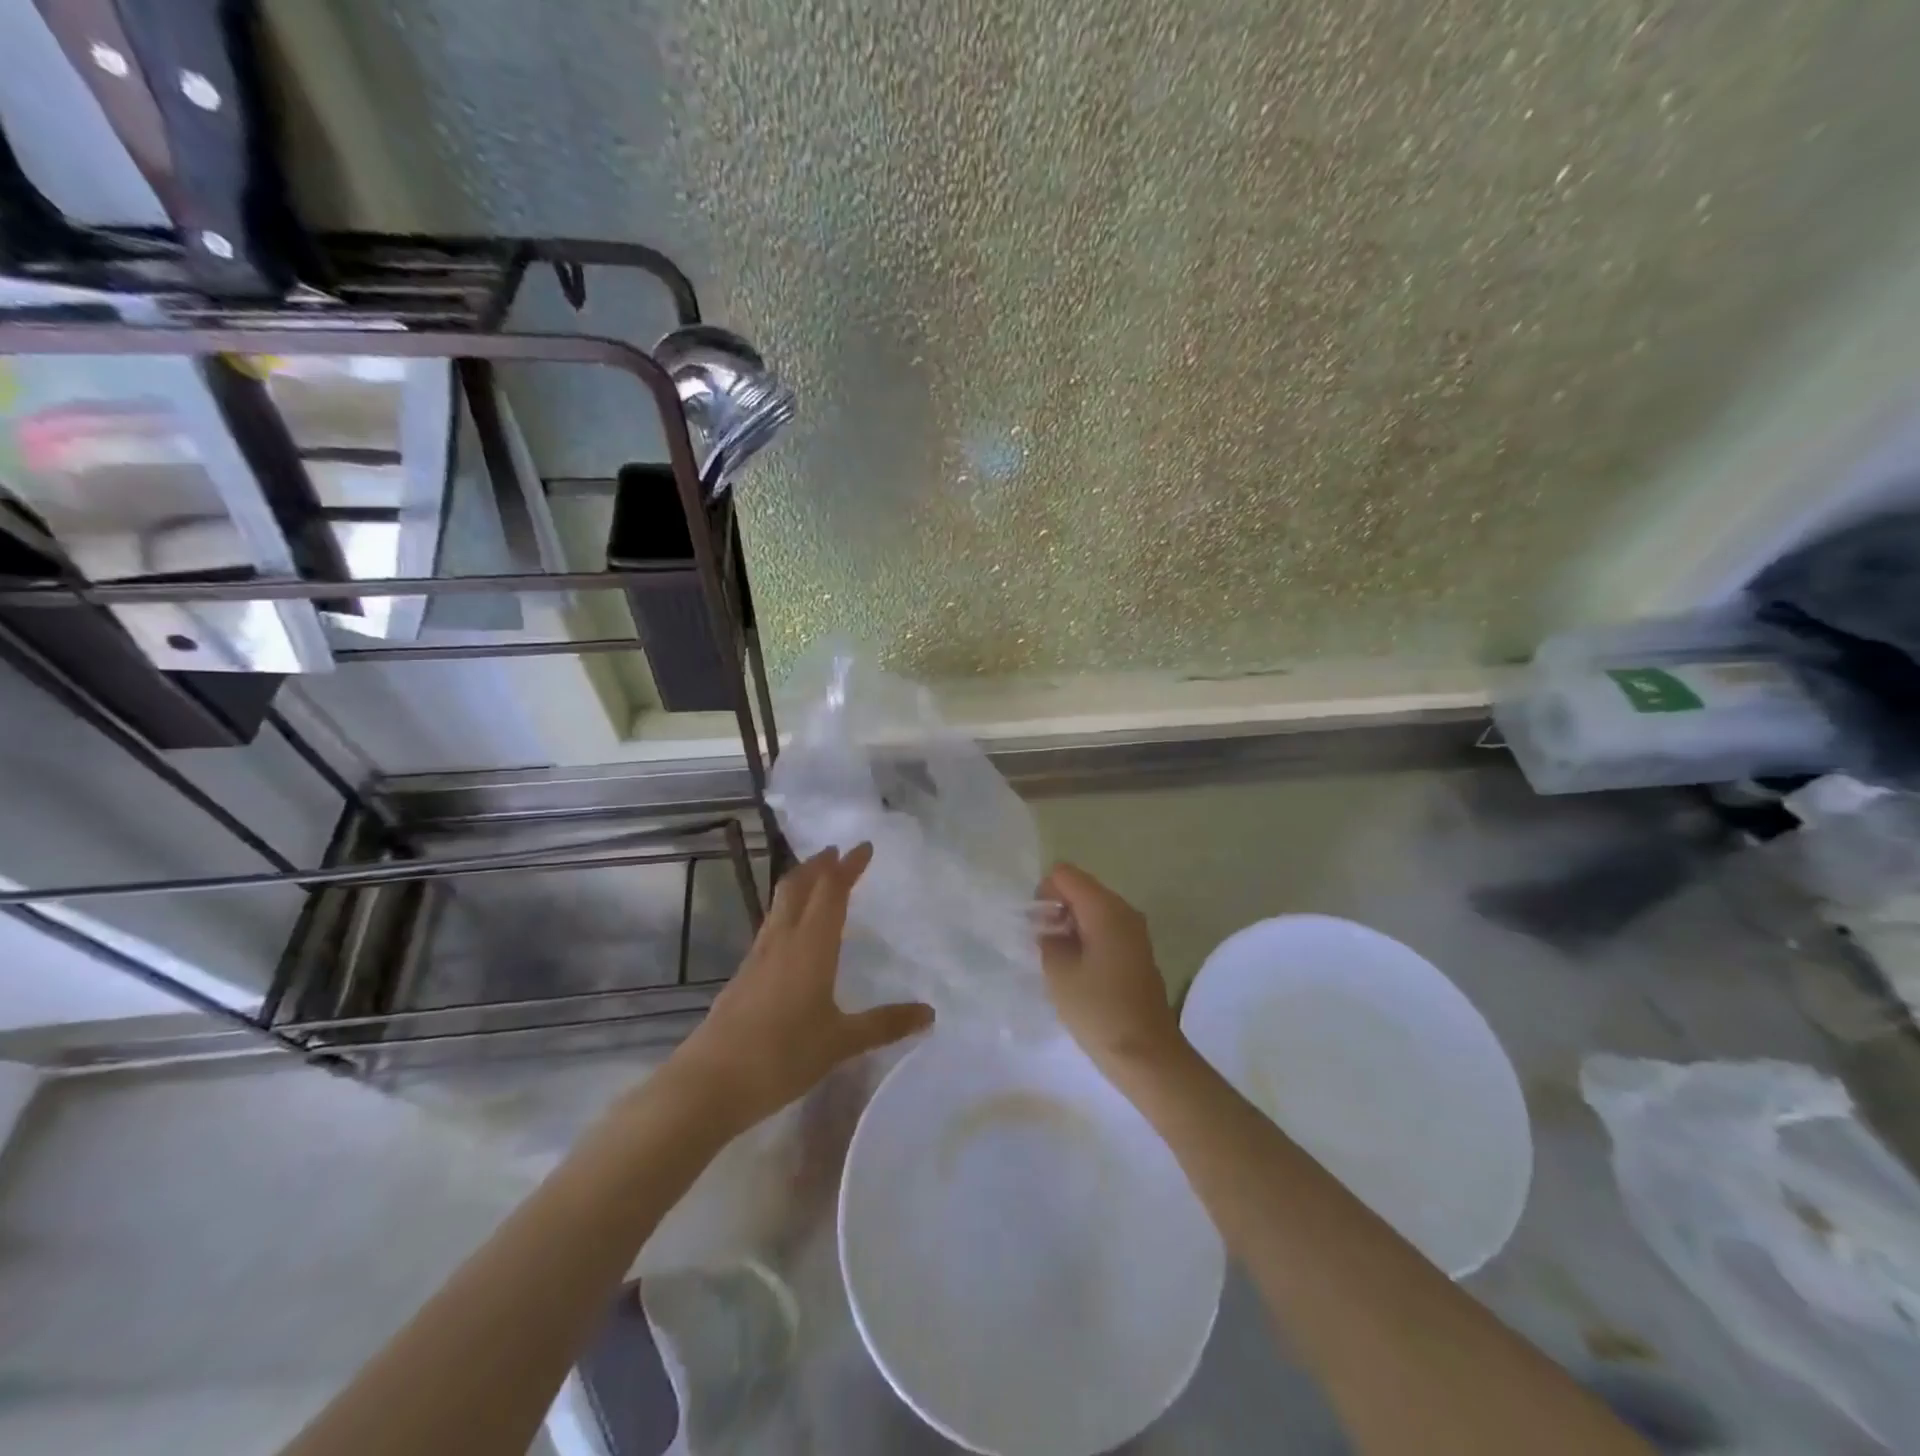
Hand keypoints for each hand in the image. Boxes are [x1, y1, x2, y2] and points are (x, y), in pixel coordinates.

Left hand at [666, 843, 933, 1131]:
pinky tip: (790, 934)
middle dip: (818, 865)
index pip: (832, 891)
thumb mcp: (841, 1042)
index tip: (863, 846)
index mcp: (811, 945)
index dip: (848, 866)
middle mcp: (783, 940)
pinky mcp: (742, 976)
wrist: (710, 1083)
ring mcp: (757, 957)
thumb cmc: (782, 1055)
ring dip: (799, 884)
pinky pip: (769, 928)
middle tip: (835, 852)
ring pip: (779, 904)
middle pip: (798, 887)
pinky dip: (786, 913)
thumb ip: (884, 1024)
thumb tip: (929, 1012)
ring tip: (814, 880)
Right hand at [1037, 863, 1181, 1072]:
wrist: (1146, 1055)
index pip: (1065, 874)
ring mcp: (1134, 931)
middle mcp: (1124, 910)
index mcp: (1105, 908)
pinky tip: (1078, 970)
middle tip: (1043, 945)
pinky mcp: (1137, 951)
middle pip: (1081, 888)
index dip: (1043, 893)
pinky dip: (1087, 938)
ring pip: (1093, 909)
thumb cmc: (1099, 1011)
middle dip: (1056, 908)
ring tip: (1058, 960)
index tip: (1036, 927)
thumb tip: (1048, 927)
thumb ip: (1047, 938)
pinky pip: (1105, 928)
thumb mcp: (1059, 972)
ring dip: (1071, 925)